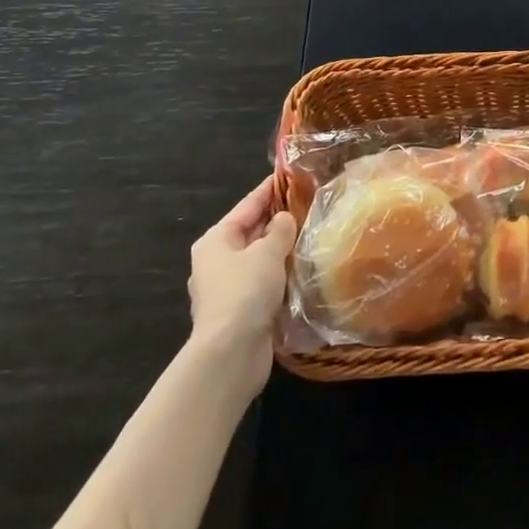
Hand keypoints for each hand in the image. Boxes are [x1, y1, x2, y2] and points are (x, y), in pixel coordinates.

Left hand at [187, 177, 298, 396]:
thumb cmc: (244, 292)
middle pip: (252, 231)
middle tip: (310, 203)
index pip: (248, 205)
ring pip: (259, 258)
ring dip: (281, 248)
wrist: (230, 354)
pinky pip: (264, 281)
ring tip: (312, 233)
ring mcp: (228, 287)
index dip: (269, 189)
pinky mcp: (241, 310)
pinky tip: (302, 268)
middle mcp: (217, 261)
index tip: (291, 174)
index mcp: (216, 240)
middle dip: (278, 219)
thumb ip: (280, 230)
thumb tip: (285, 219)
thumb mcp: (267, 252)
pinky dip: (281, 273)